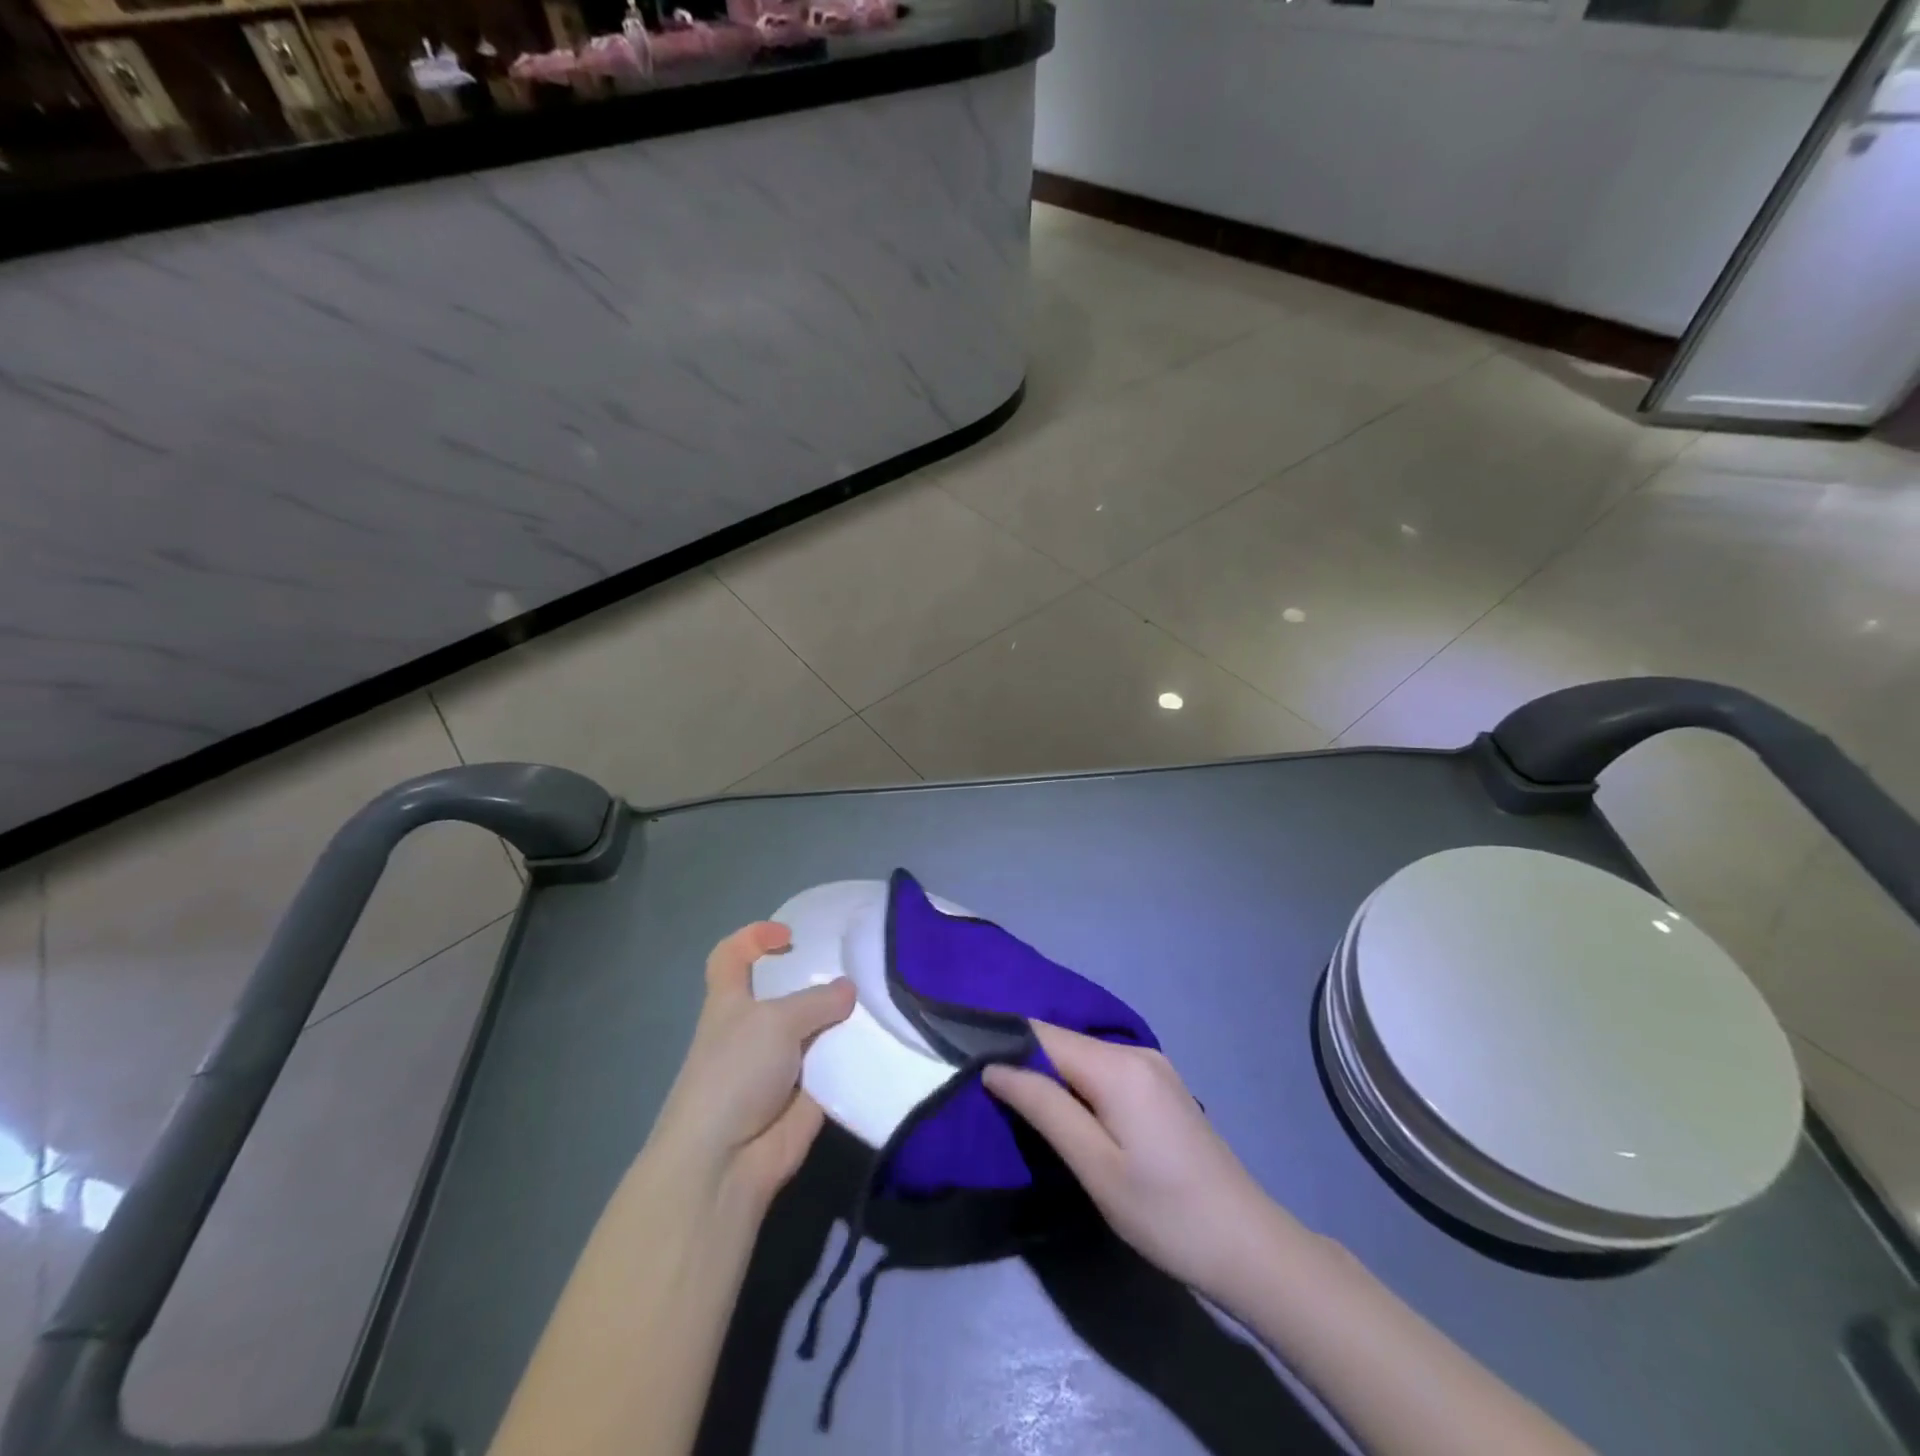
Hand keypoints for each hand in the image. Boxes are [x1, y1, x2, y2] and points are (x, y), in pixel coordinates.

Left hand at [648, 922, 855, 1212]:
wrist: (727, 1161)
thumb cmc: (735, 1072)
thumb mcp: (775, 1021)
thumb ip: (817, 1000)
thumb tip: (849, 989)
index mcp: (730, 1002)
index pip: (731, 957)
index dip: (754, 938)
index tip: (791, 936)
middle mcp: (755, 1028)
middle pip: (787, 991)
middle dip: (818, 978)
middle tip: (858, 965)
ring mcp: (782, 1062)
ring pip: (818, 1026)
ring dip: (844, 1017)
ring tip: (884, 995)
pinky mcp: (808, 1093)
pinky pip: (837, 1063)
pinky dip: (856, 1054)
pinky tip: (887, 1039)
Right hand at [984, 1023, 1307, 1302]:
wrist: (1248, 1246)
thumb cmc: (1165, 1212)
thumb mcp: (1095, 1166)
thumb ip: (1044, 1108)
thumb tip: (994, 1067)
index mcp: (1118, 1066)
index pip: (1043, 1033)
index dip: (1002, 1039)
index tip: (964, 1054)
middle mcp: (1135, 1051)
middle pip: (1063, 1041)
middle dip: (1023, 1056)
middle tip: (983, 1084)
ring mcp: (1153, 1067)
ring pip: (1083, 1055)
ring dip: (1049, 1071)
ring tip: (1014, 1096)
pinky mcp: (1161, 1087)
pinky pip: (1104, 1069)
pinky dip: (1076, 1081)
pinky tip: (1064, 1105)